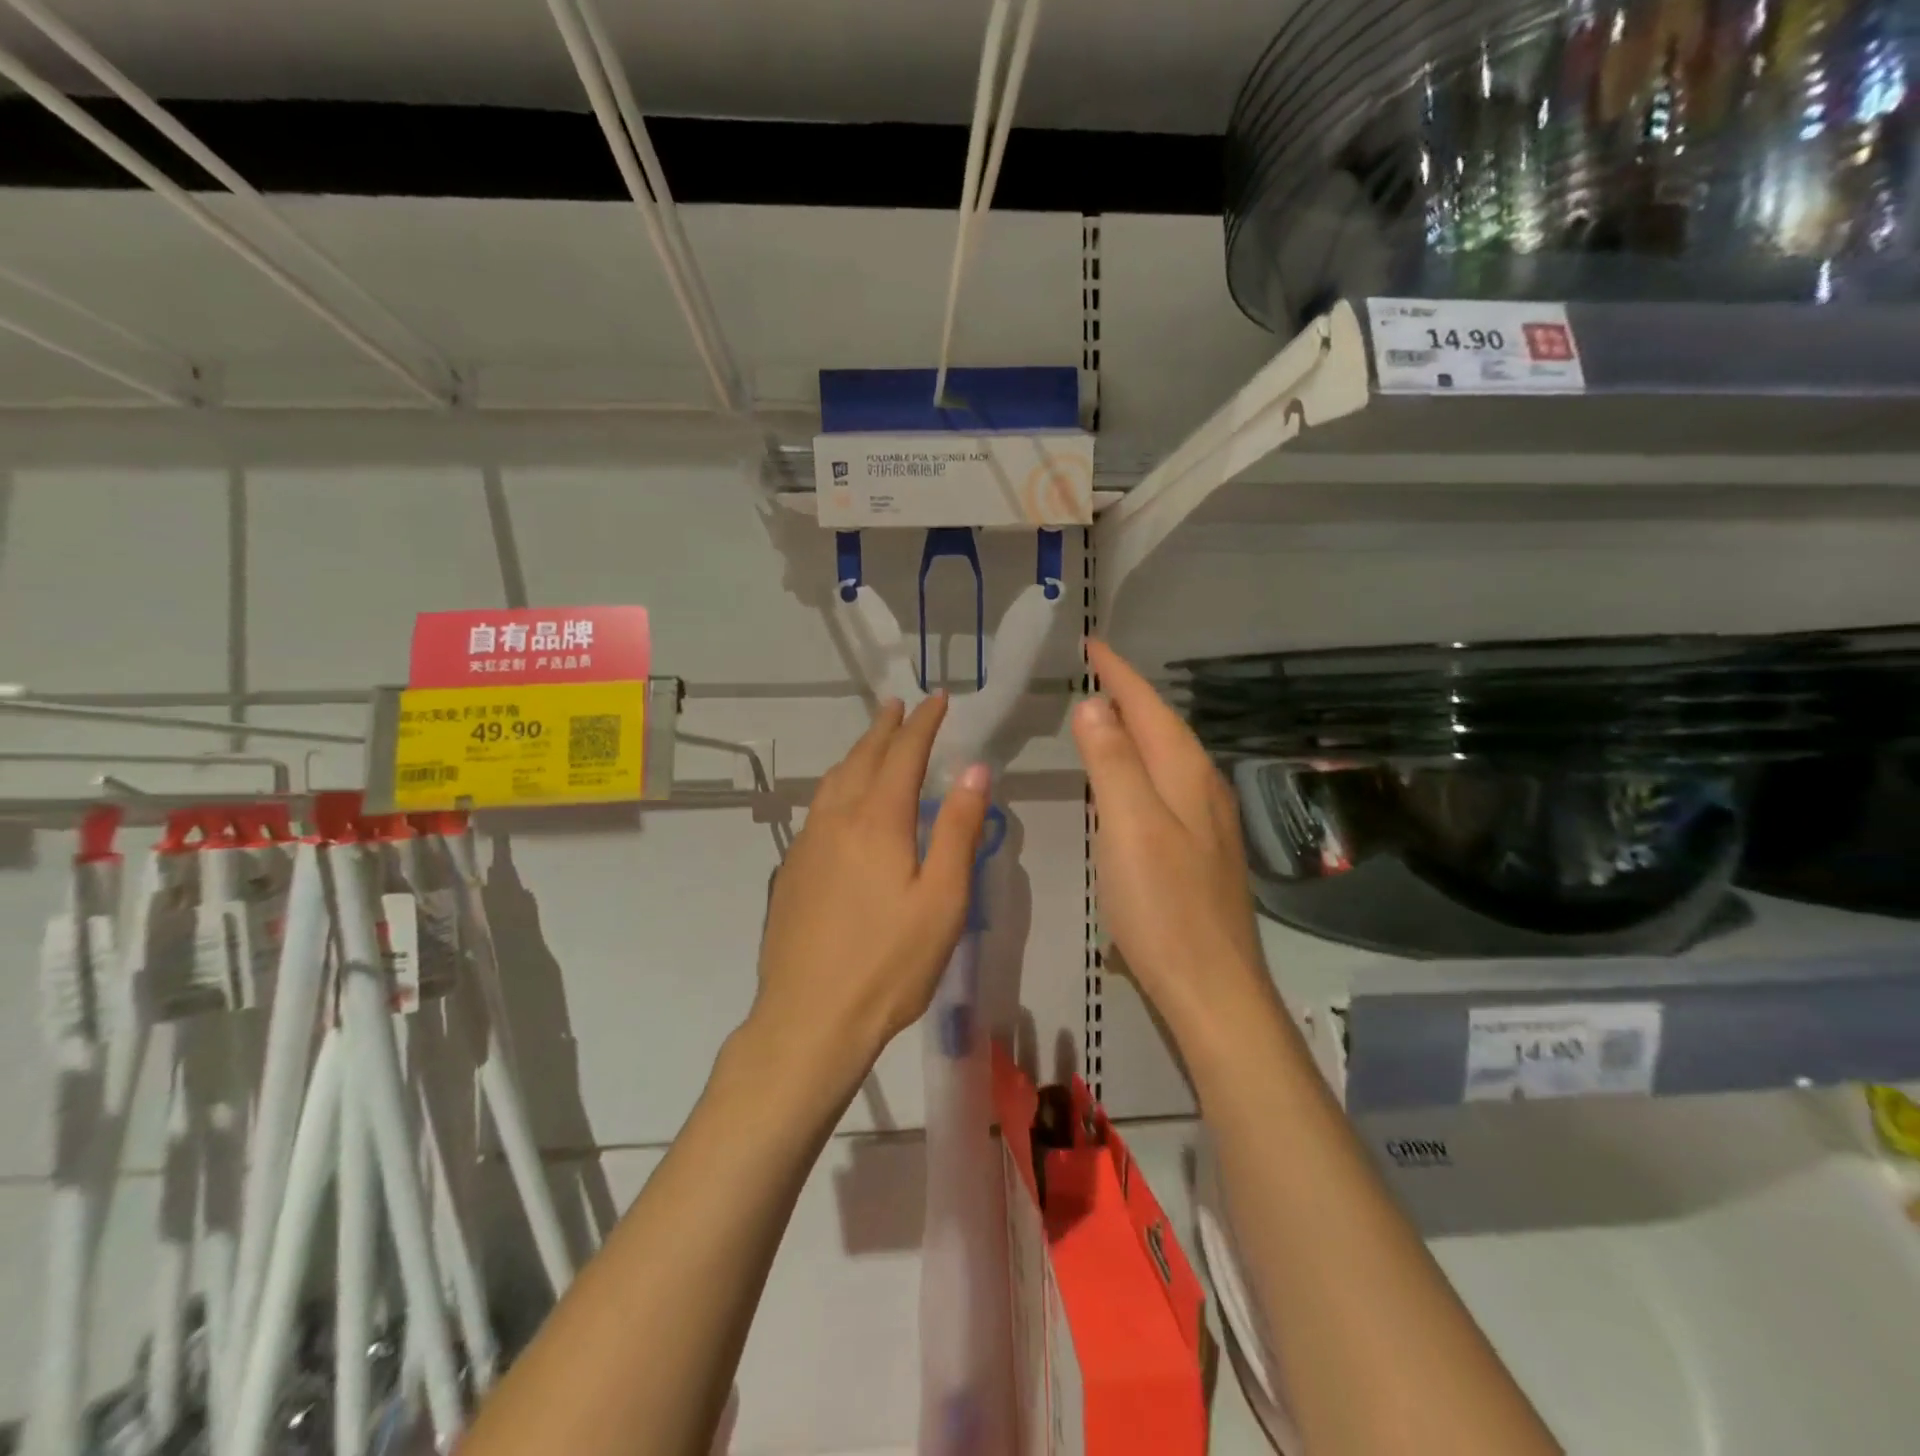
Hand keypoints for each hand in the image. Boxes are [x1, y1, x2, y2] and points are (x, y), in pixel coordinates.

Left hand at [754, 694, 991, 1071]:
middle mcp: (836, 820)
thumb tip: (974, 769)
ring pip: (833, 781)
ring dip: (857, 753)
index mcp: (877, 821)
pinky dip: (837, 785)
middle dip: (885, 728)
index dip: (922, 723)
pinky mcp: (791, 870)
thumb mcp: (943, 899)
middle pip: (862, 758)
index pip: (903, 754)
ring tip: (872, 741)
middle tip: (899, 705)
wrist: (809, 1018)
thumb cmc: (890, 963)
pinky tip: (840, 802)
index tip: (937, 699)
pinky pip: (817, 808)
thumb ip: (958, 829)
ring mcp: (806, 844)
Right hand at [1073, 640, 1271, 1034]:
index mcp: (1185, 773)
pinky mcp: (1199, 849)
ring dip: (1136, 728)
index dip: (1118, 674)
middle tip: (1093, 672)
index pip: (1147, 707)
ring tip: (1104, 714)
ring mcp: (1206, 820)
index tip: (1091, 645)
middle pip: (1162, 726)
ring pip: (1167, 756)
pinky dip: (1140, 765)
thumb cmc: (1163, 905)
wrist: (1212, 987)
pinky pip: (1166, 785)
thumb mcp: (1129, 826)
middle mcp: (1202, 787)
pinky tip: (1128, 781)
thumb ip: (1112, 762)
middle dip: (1128, 693)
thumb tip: (1093, 706)